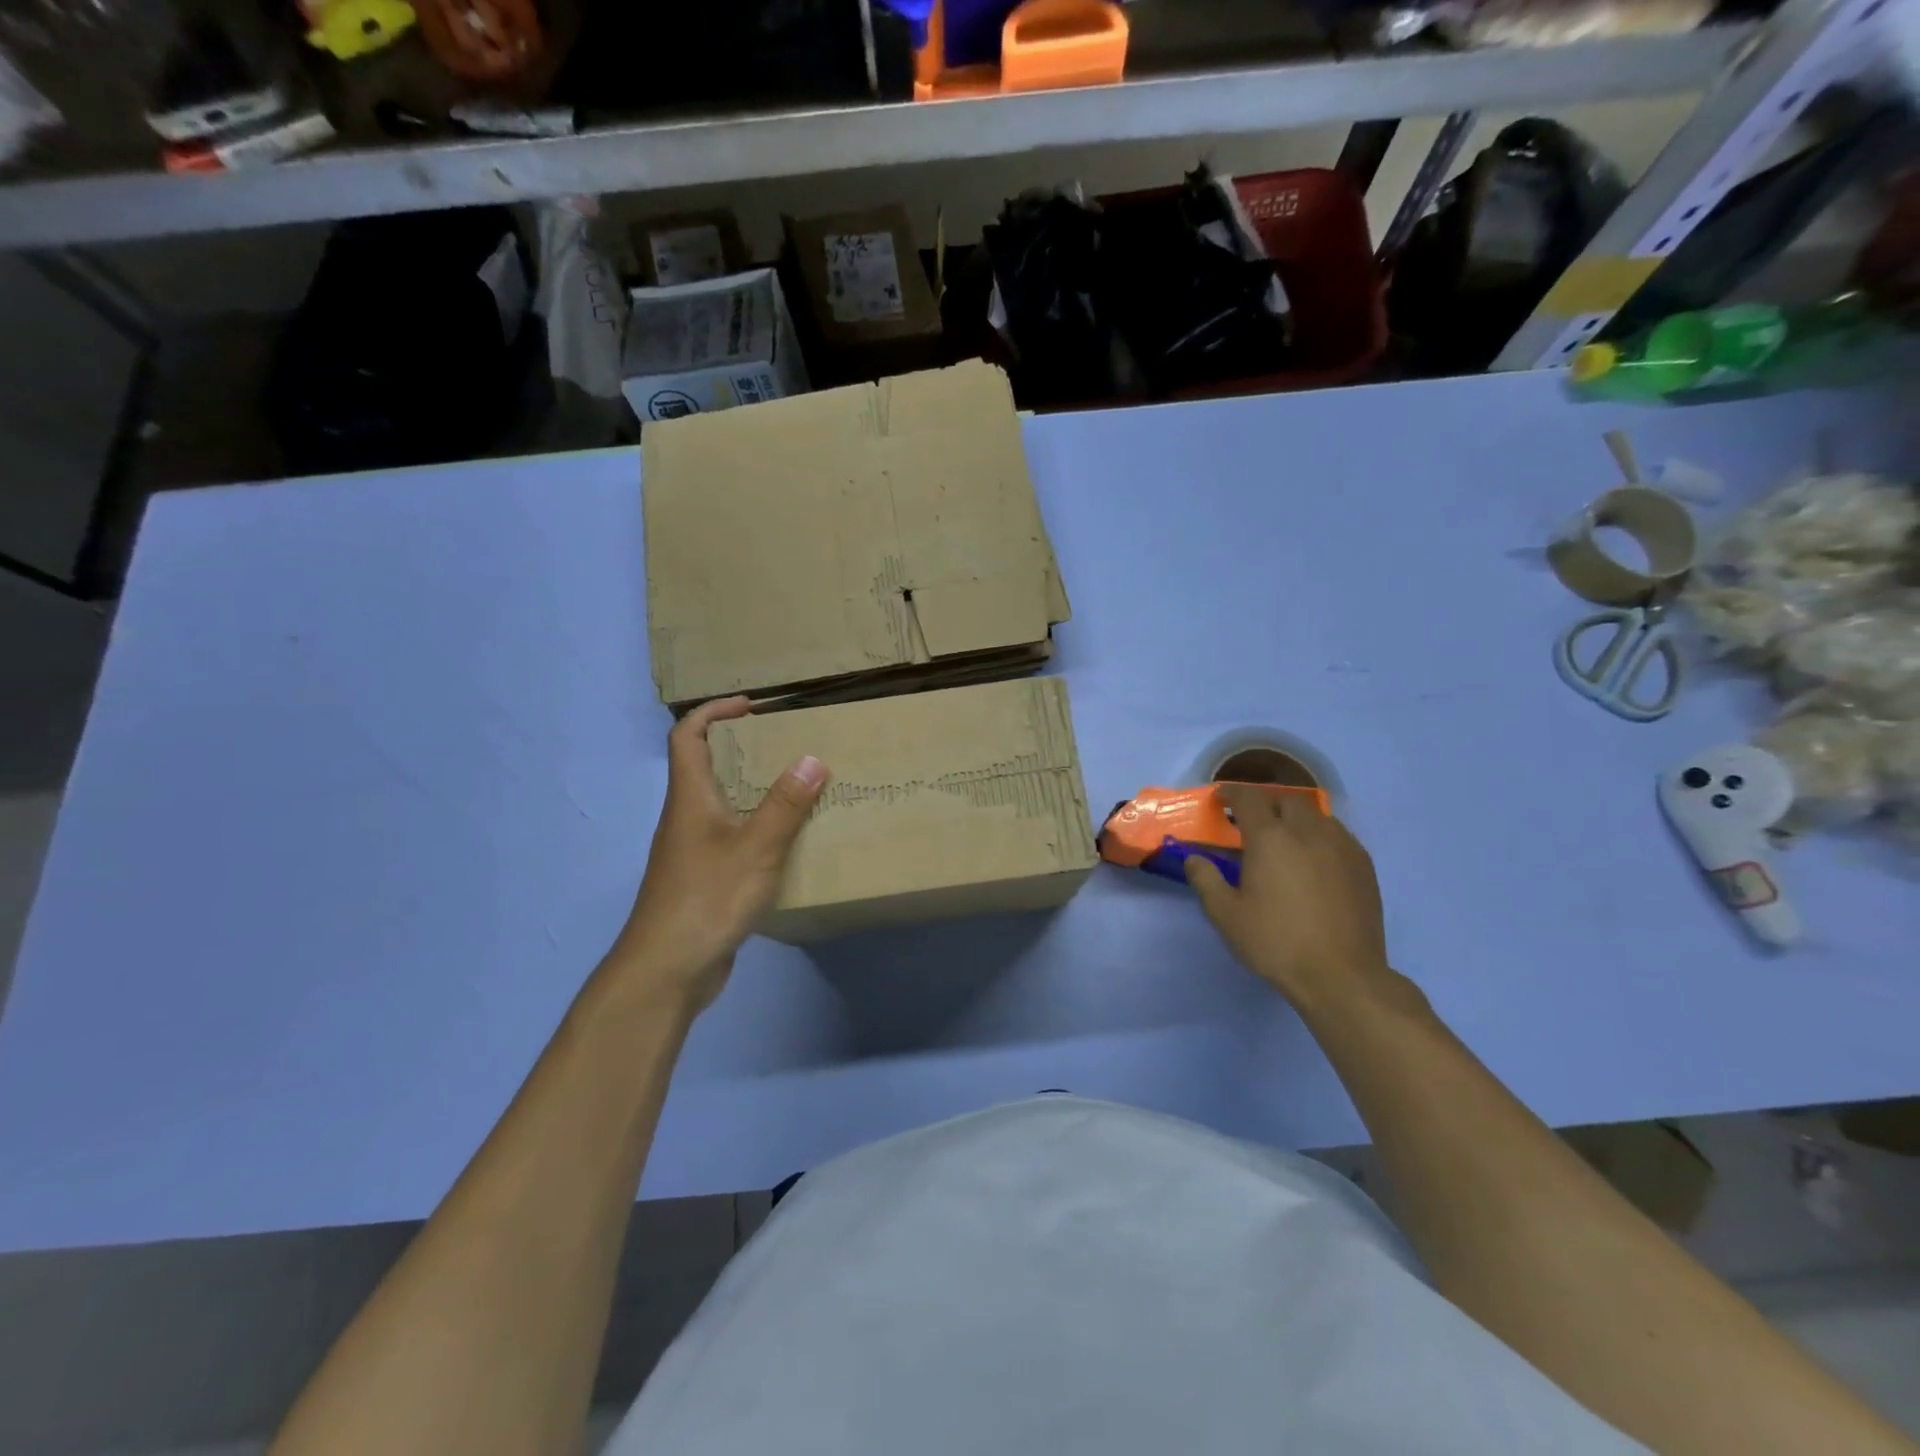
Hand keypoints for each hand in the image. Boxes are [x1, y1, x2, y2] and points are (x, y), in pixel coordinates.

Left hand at [613, 697, 828, 1012]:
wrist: (666, 971)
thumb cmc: (706, 899)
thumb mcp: (755, 848)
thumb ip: (785, 804)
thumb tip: (813, 757)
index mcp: (690, 799)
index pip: (687, 737)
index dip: (714, 712)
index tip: (752, 707)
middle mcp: (686, 818)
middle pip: (705, 768)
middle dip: (742, 749)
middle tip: (787, 747)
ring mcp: (692, 851)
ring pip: (720, 805)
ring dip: (752, 790)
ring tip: (798, 789)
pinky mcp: (703, 880)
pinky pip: (731, 838)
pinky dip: (756, 828)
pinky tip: (786, 843)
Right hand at [1184, 785, 1392, 1012]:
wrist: (1342, 975)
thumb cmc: (1276, 942)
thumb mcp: (1226, 915)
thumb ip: (1206, 880)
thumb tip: (1193, 859)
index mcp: (1271, 838)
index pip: (1249, 799)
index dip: (1232, 794)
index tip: (1221, 799)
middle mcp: (1308, 831)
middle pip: (1286, 800)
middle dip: (1266, 803)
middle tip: (1251, 821)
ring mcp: (1342, 847)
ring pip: (1316, 815)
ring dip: (1295, 818)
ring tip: (1285, 838)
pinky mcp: (1364, 866)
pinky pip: (1338, 835)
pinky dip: (1320, 836)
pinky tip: (1314, 859)